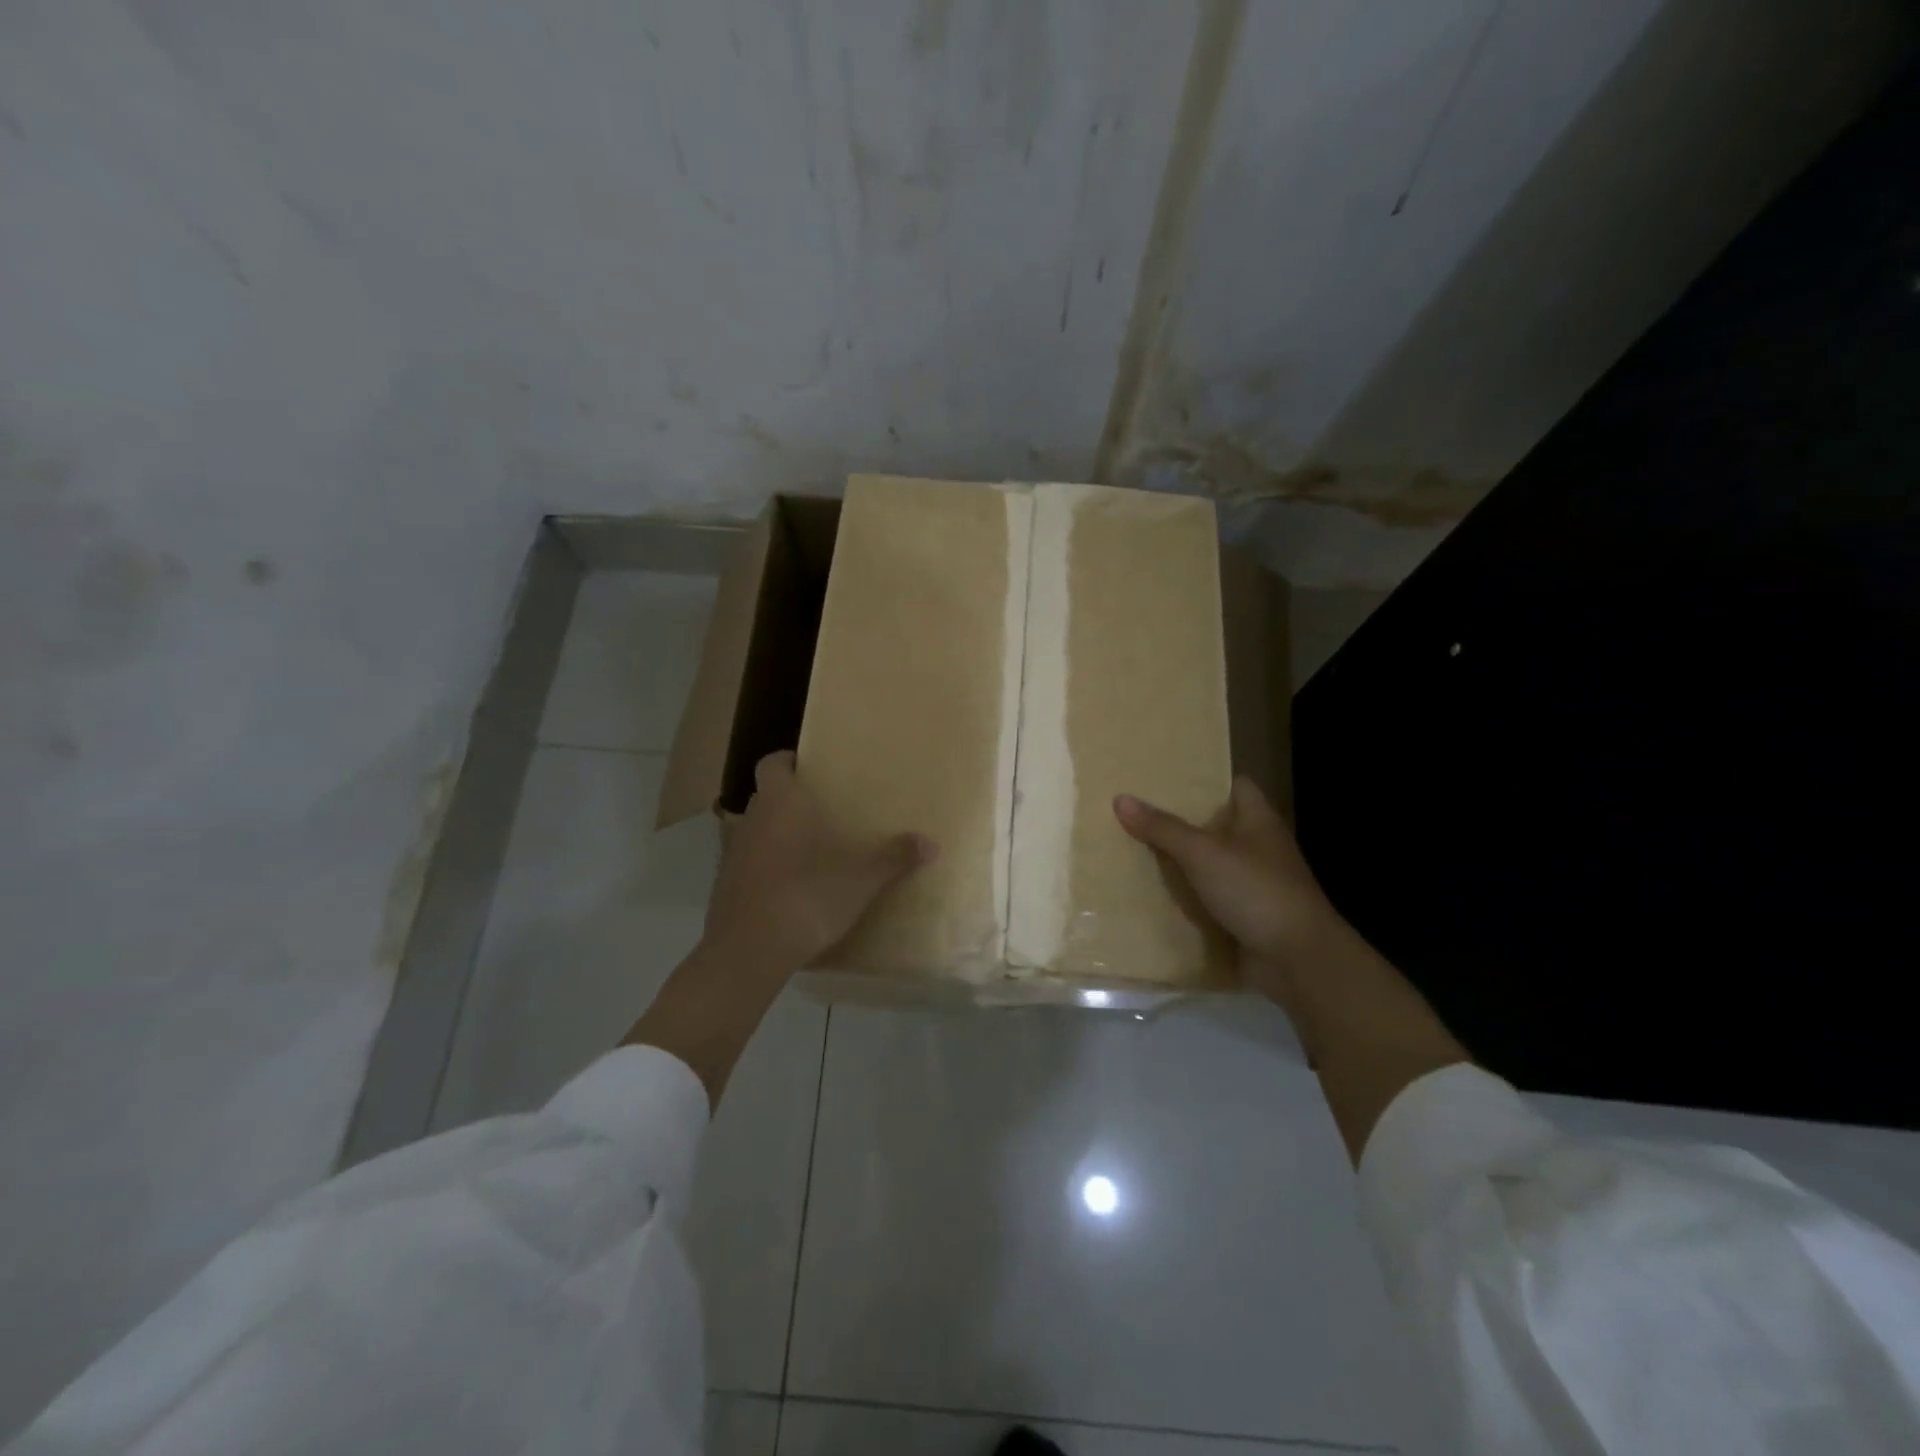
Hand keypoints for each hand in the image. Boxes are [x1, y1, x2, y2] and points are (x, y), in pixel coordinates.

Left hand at [704, 751, 936, 968]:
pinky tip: (794, 887)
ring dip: (779, 835)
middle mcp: (752, 820)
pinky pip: (751, 863)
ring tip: (814, 849)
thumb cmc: (806, 897)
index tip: (813, 769)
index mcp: (780, 803)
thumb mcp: (860, 880)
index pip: (772, 763)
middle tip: (826, 810)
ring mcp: (734, 854)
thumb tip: (931, 844)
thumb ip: (894, 858)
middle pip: (768, 796)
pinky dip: (769, 867)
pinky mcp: (726, 887)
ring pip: (758, 830)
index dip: (789, 762)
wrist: (748, 951)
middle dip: (792, 800)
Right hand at [1114, 777, 1343, 1004]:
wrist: (1297, 960)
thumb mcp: (1202, 853)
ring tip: (1136, 848)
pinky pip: (1211, 898)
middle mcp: (1259, 847)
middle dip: (1183, 820)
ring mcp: (1255, 884)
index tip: (1166, 777)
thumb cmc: (1255, 891)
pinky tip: (1155, 893)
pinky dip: (1188, 897)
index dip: (1205, 778)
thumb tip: (1120, 799)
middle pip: (1218, 824)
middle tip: (1138, 811)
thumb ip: (1163, 828)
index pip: (1235, 785)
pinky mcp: (1247, 916)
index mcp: (1259, 820)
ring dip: (1182, 860)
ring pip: (1212, 863)